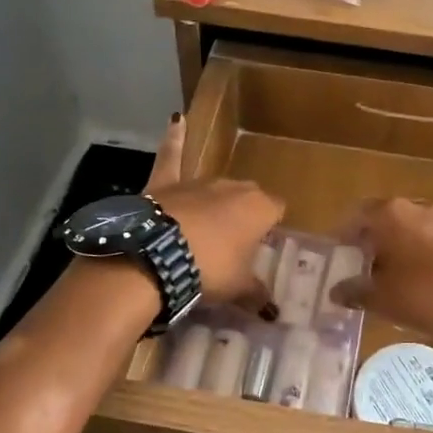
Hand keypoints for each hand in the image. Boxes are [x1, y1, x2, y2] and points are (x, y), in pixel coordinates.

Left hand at [146, 114, 283, 311]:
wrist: (156, 257)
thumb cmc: (208, 270)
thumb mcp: (237, 288)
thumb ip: (256, 294)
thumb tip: (273, 312)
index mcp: (258, 208)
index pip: (276, 210)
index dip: (271, 228)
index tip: (264, 246)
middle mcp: (232, 187)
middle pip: (246, 197)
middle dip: (243, 216)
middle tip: (236, 244)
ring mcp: (198, 182)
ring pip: (215, 186)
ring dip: (215, 202)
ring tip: (211, 224)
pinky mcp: (165, 183)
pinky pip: (172, 156)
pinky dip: (174, 139)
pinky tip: (176, 119)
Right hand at [329, 198, 432, 345]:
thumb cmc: (430, 297)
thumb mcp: (385, 300)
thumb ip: (356, 291)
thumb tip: (335, 290)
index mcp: (391, 214)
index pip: (356, 216)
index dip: (342, 236)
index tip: (335, 256)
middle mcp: (416, 207)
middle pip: (382, 218)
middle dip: (368, 240)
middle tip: (357, 266)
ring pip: (407, 227)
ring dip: (393, 245)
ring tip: (386, 274)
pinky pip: (428, 236)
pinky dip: (415, 250)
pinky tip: (416, 276)